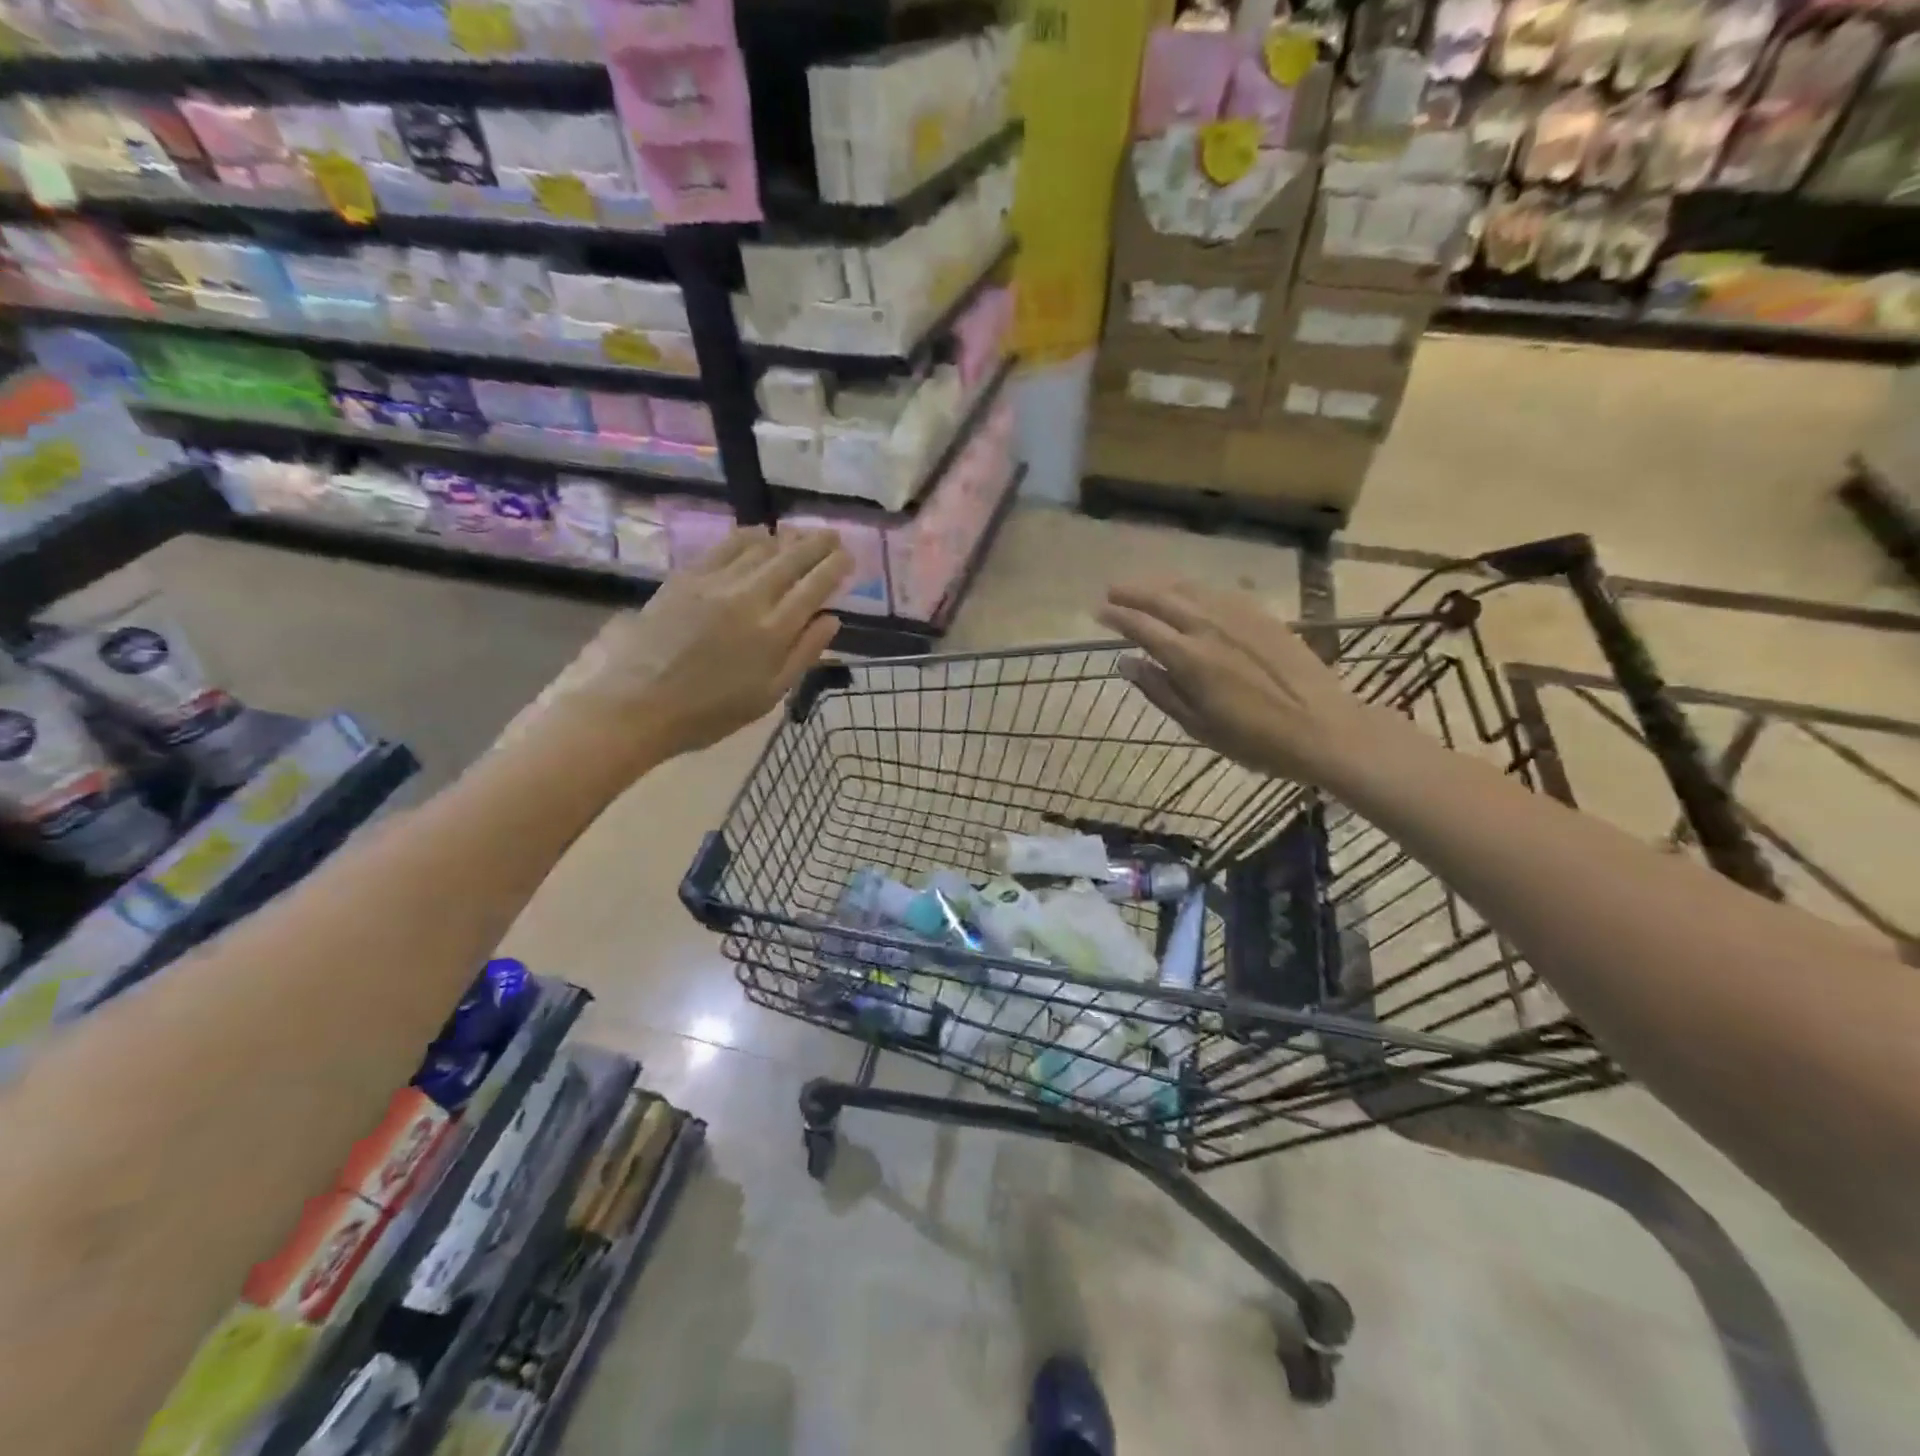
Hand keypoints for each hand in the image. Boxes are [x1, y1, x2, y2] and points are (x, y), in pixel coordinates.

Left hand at [509, 527, 849, 768]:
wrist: (637, 704)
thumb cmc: (709, 712)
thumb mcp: (768, 696)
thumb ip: (803, 654)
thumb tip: (832, 620)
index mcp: (774, 631)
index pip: (814, 587)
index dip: (835, 568)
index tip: (848, 556)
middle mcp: (749, 597)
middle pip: (790, 560)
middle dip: (816, 544)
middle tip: (833, 535)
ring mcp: (715, 583)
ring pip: (759, 548)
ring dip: (785, 538)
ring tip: (800, 534)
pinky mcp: (686, 577)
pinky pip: (724, 547)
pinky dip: (746, 537)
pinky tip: (756, 535)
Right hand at [1096, 580, 1389, 788]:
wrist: (1324, 728)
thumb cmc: (1256, 740)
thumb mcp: (1199, 726)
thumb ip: (1160, 691)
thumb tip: (1126, 663)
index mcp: (1190, 658)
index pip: (1142, 627)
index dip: (1117, 616)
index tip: (1098, 611)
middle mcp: (1210, 627)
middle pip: (1162, 599)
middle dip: (1133, 592)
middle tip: (1111, 591)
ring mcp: (1239, 617)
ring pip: (1191, 590)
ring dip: (1162, 585)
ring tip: (1144, 587)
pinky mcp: (1262, 615)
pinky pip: (1220, 592)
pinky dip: (1195, 588)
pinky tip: (1190, 592)